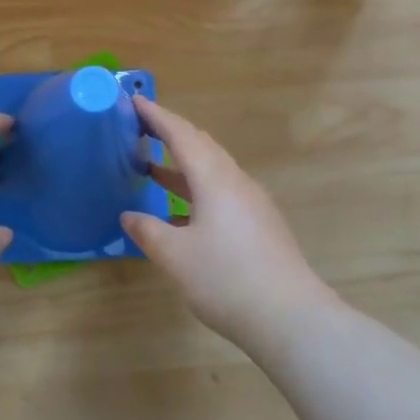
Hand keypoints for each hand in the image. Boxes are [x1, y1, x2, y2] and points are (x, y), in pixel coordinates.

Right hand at [121, 98, 333, 351]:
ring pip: (213, 170)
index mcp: (215, 179)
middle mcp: (236, 182)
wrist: (291, 318)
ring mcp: (252, 204)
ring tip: (152, 165)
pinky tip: (181, 211)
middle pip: (201, 147)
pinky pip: (222, 191)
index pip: (182, 135)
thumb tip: (128, 216)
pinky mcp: (260, 225)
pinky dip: (196, 188)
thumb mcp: (176, 256)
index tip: (134, 100)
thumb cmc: (227, 279)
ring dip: (183, 164)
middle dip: (171, 134)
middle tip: (141, 128)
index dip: (157, 116)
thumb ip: (148, 231)